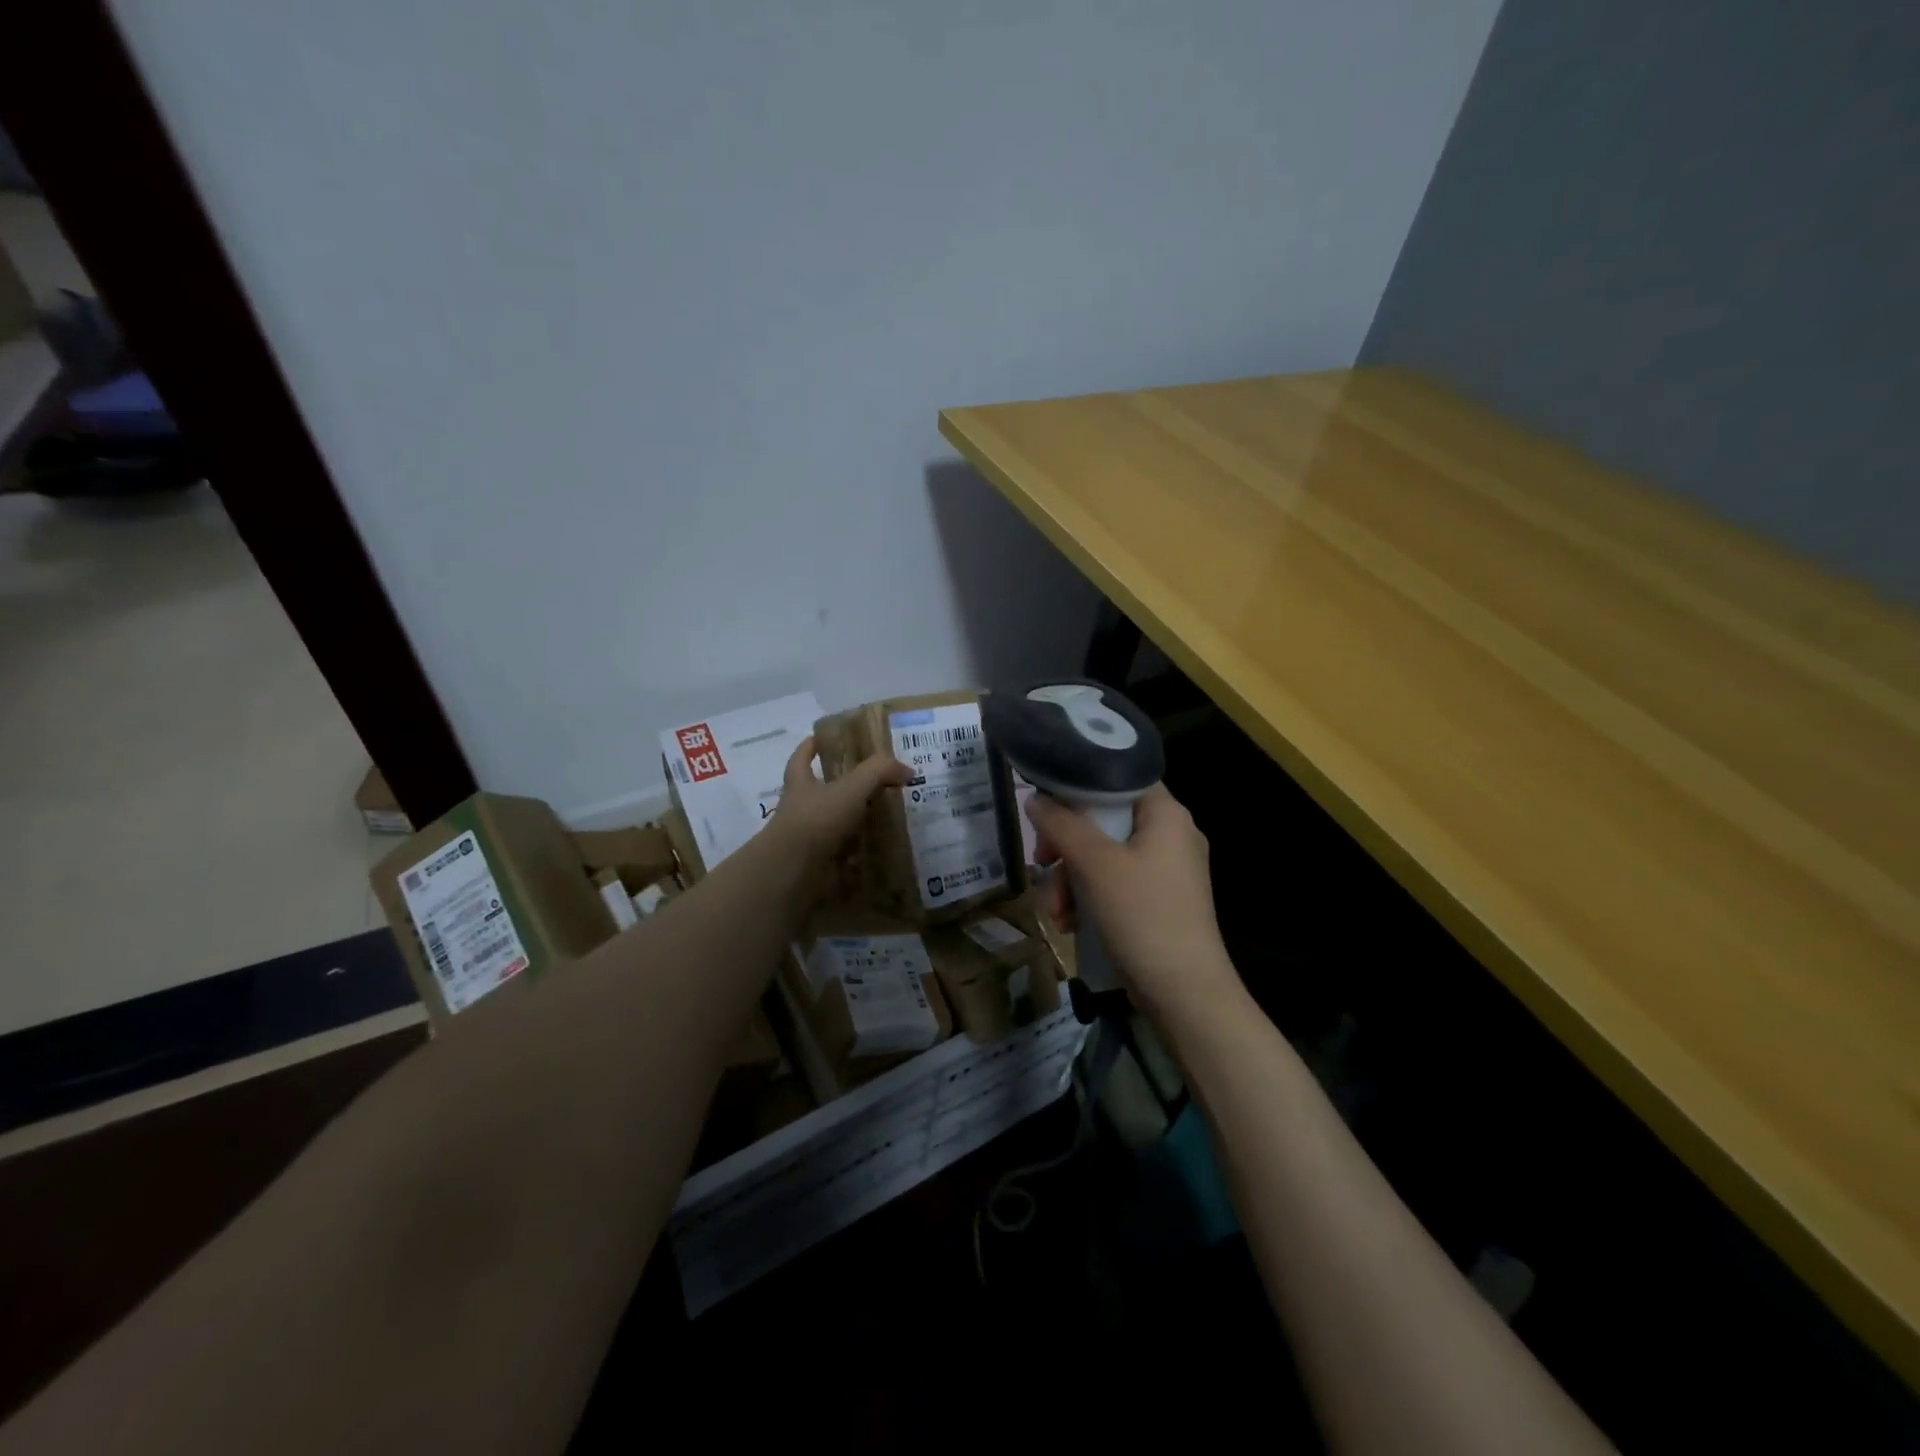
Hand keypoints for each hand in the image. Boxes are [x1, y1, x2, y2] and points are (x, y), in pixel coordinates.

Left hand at [769, 735, 911, 865]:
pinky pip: (842, 856)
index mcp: (801, 784)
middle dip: (841, 788)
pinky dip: (859, 856)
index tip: (820, 740)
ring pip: (832, 825)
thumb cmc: (816, 819)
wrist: (793, 871)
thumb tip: (907, 770)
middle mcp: (800, 809)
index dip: (810, 747)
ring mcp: (806, 838)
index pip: (801, 758)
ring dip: (854, 823)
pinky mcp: (816, 864)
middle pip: (819, 792)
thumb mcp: (852, 787)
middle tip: (873, 784)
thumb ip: (879, 771)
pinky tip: (880, 853)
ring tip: (885, 820)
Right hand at [1026, 784, 1237, 1021]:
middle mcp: (1171, 834)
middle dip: (1066, 847)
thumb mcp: (1095, 865)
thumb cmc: (1142, 916)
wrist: (1185, 994)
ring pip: (1104, 855)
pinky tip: (1070, 924)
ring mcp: (1167, 870)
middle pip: (1104, 820)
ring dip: (1071, 879)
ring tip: (1056, 912)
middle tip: (1042, 863)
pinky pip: (1116, 883)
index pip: (1118, 775)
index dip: (1078, 786)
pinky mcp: (1160, 900)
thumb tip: (1035, 799)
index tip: (1046, 809)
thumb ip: (1061, 825)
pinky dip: (1090, 898)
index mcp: (1166, 814)